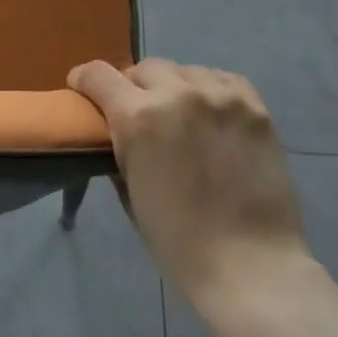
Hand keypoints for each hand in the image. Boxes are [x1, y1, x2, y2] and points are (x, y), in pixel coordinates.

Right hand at [70, 58, 307, 307]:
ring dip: (173, 88)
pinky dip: (209, 91)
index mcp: (137, 118)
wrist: (252, 268)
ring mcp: (220, 96)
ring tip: (182, 117)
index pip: (97, 75)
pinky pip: (221, 79)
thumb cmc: (180, 243)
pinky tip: (212, 115)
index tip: (83, 90)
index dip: (84, 81)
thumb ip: (120, 149)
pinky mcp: (253, 105)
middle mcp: (176, 94)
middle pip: (143, 68)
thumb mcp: (131, 193)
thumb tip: (117, 131)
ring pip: (183, 71)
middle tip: (141, 115)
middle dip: (134, 88)